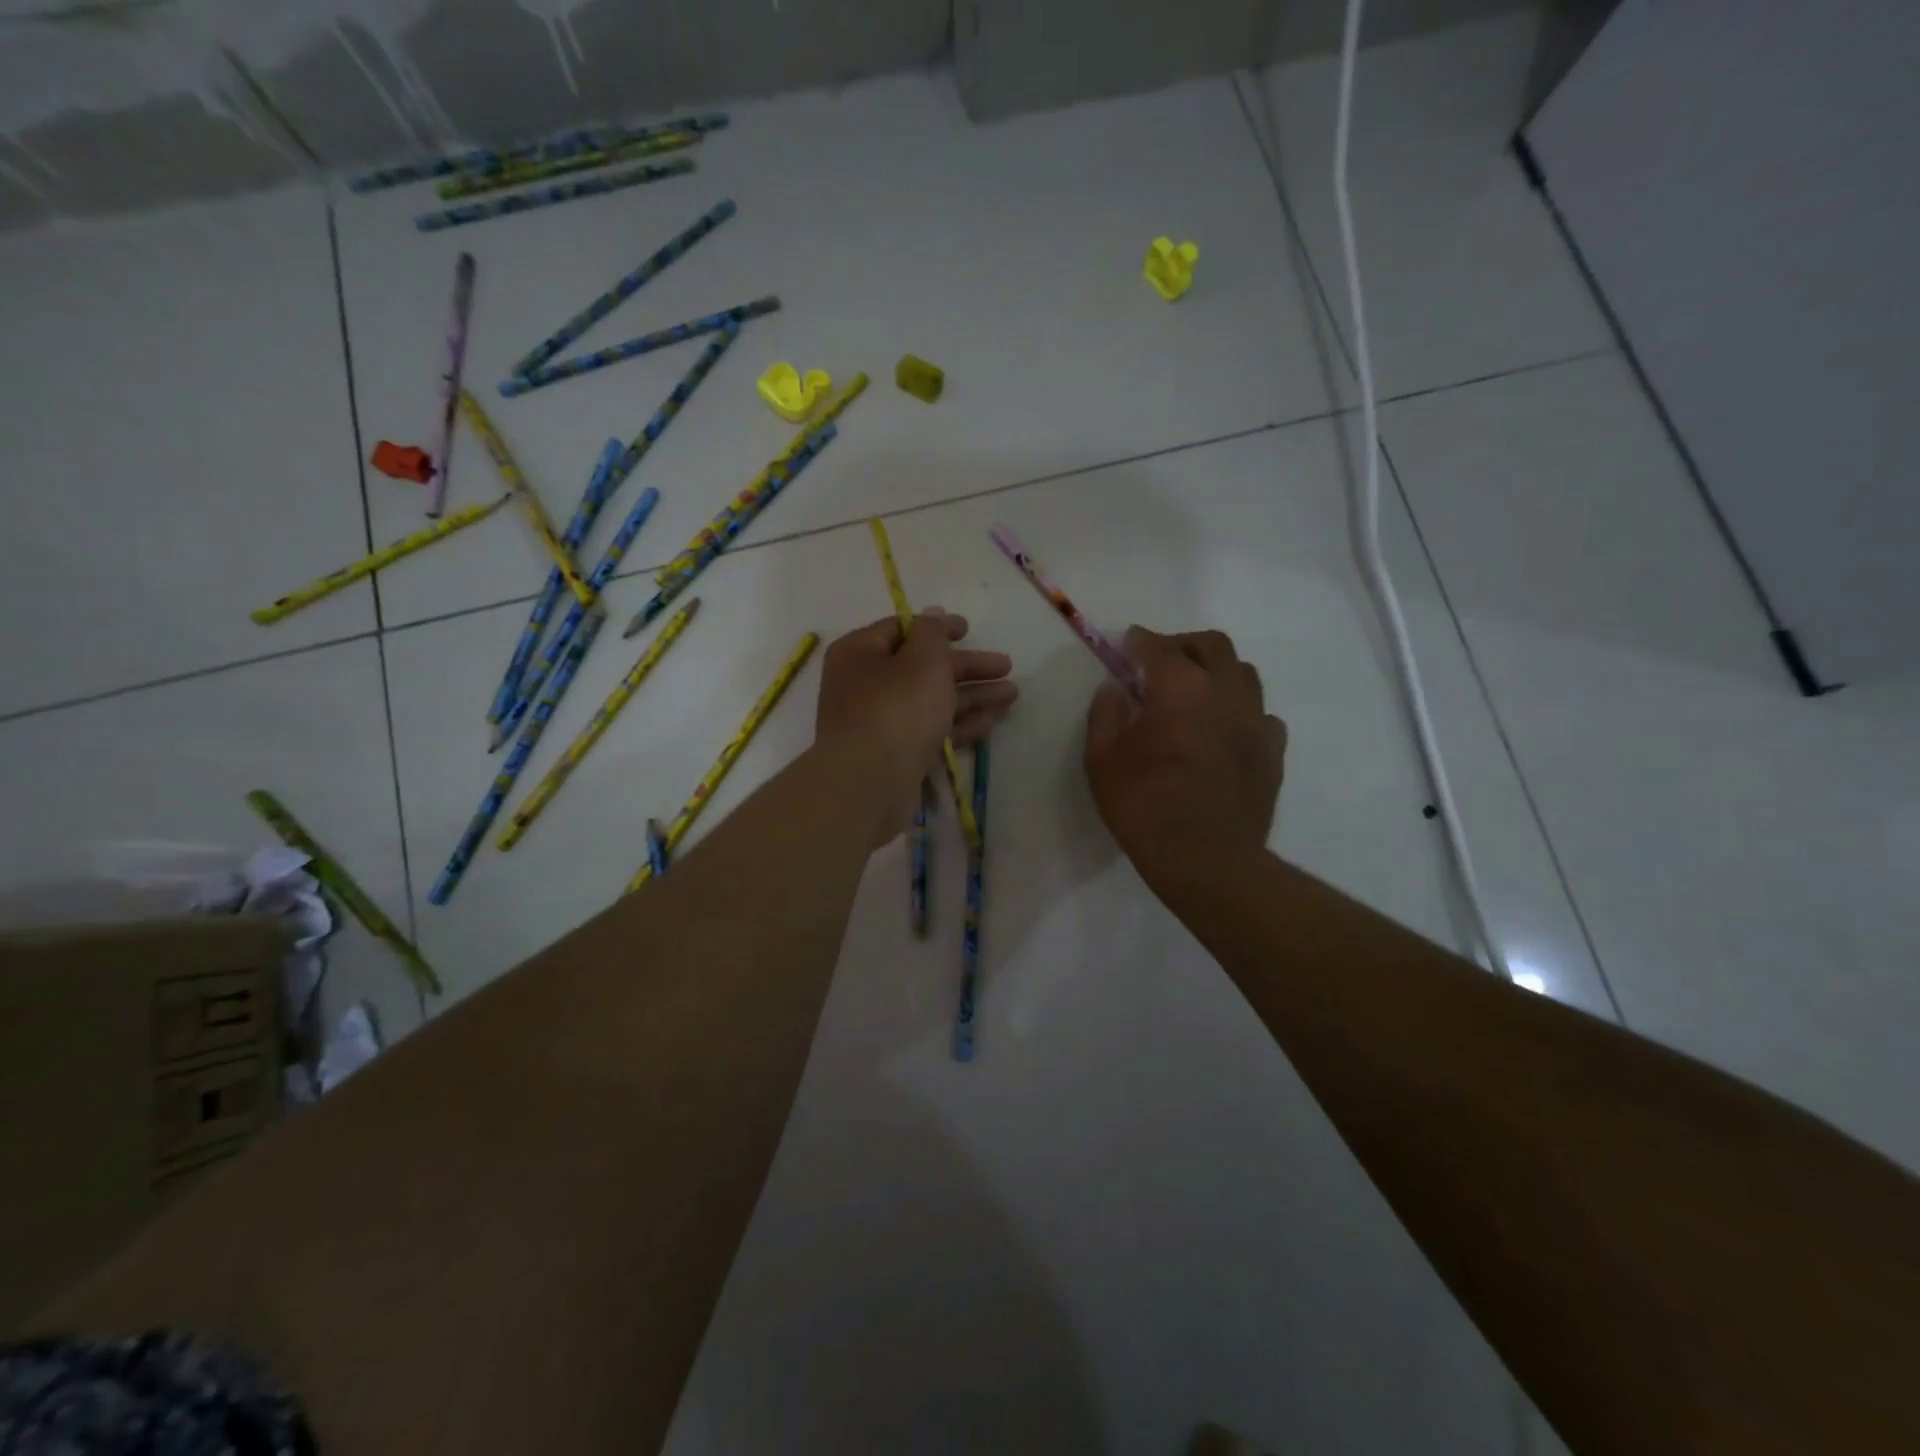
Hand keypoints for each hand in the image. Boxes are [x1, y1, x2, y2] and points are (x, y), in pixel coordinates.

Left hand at [816, 612, 1015, 841]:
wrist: (869, 783)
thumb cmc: (896, 708)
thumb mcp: (922, 659)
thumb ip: (933, 633)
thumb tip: (933, 615)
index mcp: (860, 653)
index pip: (902, 629)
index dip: (938, 627)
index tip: (970, 630)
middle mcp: (865, 685)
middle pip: (922, 667)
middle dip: (967, 668)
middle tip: (1007, 667)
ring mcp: (879, 722)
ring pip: (931, 701)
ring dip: (972, 696)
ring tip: (1012, 696)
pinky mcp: (895, 754)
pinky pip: (930, 731)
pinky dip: (959, 724)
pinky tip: (991, 723)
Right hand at [1084, 627, 1286, 890]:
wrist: (1206, 861)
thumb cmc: (1145, 808)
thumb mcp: (1103, 761)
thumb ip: (1105, 715)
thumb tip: (1114, 689)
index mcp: (1180, 689)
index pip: (1159, 647)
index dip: (1139, 641)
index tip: (1126, 644)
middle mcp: (1225, 692)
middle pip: (1212, 645)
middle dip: (1182, 645)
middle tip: (1160, 663)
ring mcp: (1256, 720)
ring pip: (1243, 673)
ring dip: (1216, 671)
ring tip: (1194, 693)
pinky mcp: (1273, 750)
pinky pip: (1260, 713)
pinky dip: (1239, 710)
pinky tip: (1223, 730)